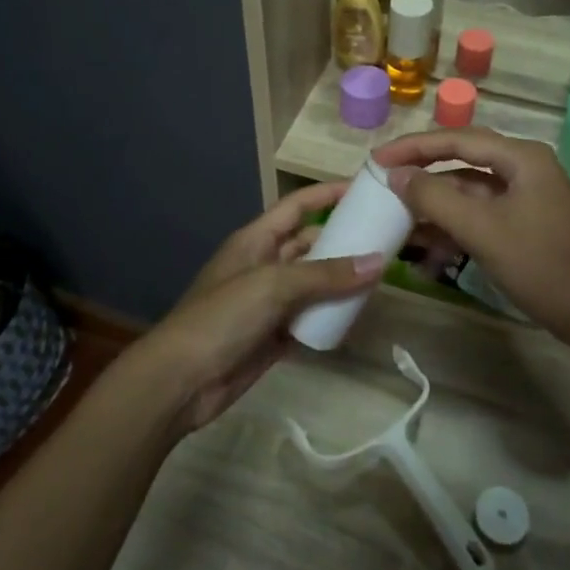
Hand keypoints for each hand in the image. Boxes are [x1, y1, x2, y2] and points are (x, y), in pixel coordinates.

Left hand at [140, 184, 382, 434]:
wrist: (182, 381)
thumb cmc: (222, 318)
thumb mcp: (273, 286)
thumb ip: (325, 274)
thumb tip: (378, 263)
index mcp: (256, 240)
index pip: (297, 206)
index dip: (328, 195)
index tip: (366, 189)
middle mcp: (264, 265)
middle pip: (309, 244)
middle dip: (343, 241)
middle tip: (387, 240)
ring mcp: (269, 302)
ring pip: (314, 283)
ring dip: (342, 281)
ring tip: (382, 278)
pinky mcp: (275, 335)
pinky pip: (311, 318)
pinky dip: (332, 316)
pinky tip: (359, 316)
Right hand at [374, 129, 569, 343]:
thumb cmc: (540, 264)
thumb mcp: (481, 229)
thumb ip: (434, 198)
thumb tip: (396, 174)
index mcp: (521, 158)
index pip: (457, 139)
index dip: (413, 146)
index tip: (377, 158)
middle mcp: (524, 168)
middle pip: (461, 161)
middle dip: (421, 173)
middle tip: (383, 179)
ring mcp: (525, 197)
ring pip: (468, 192)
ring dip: (435, 207)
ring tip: (397, 221)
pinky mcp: (523, 223)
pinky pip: (479, 215)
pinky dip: (453, 228)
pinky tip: (428, 251)